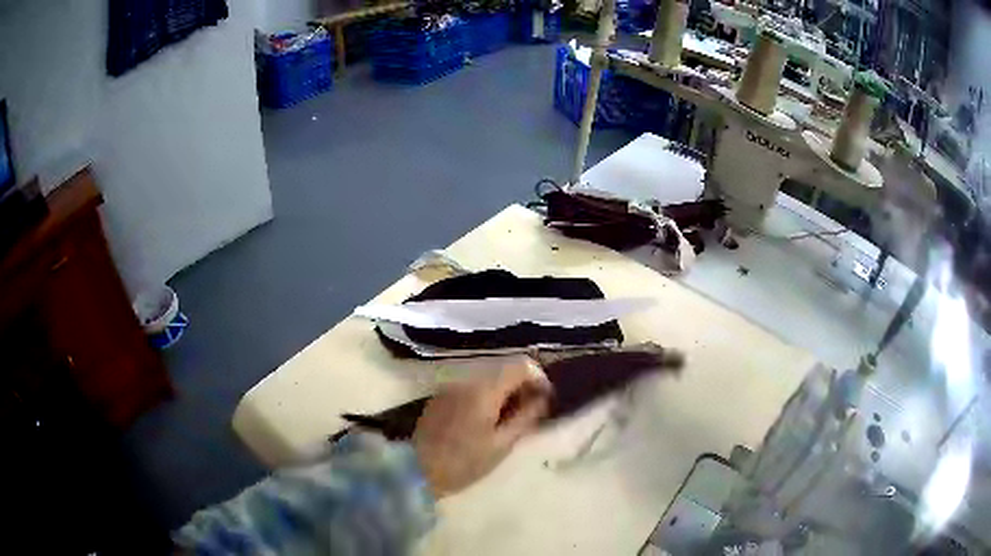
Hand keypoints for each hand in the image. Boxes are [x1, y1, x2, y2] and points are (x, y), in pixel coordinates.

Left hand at [412, 358, 551, 497]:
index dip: (539, 378)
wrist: (416, 470)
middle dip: (522, 386)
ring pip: (488, 378)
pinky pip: (472, 388)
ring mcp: (451, 386)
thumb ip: (525, 417)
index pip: (521, 365)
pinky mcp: (441, 396)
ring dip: (505, 392)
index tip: (546, 400)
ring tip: (511, 419)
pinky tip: (487, 420)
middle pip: (504, 369)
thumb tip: (542, 398)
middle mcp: (467, 379)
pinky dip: (487, 397)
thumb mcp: (501, 444)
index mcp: (485, 389)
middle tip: (531, 412)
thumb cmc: (464, 462)